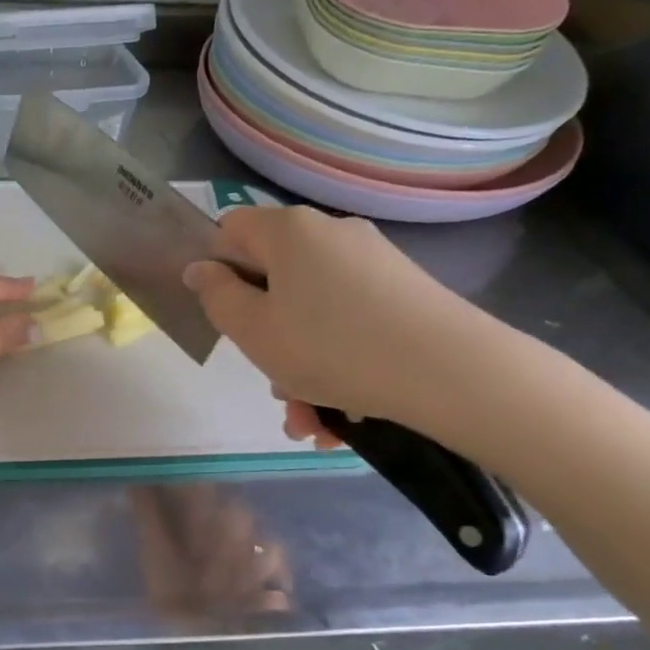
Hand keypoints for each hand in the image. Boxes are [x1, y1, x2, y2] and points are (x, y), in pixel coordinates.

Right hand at [183, 207, 505, 440]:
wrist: (449, 372)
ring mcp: (372, 262)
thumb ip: (216, 296)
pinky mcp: (403, 292)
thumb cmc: (330, 347)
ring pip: (312, 312)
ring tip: (311, 420)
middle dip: (265, 334)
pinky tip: (343, 416)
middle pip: (274, 278)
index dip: (216, 268)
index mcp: (289, 232)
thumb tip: (200, 269)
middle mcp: (331, 234)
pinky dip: (338, 364)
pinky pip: (349, 324)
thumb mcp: (252, 330)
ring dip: (301, 366)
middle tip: (272, 382)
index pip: (230, 229)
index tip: (224, 315)